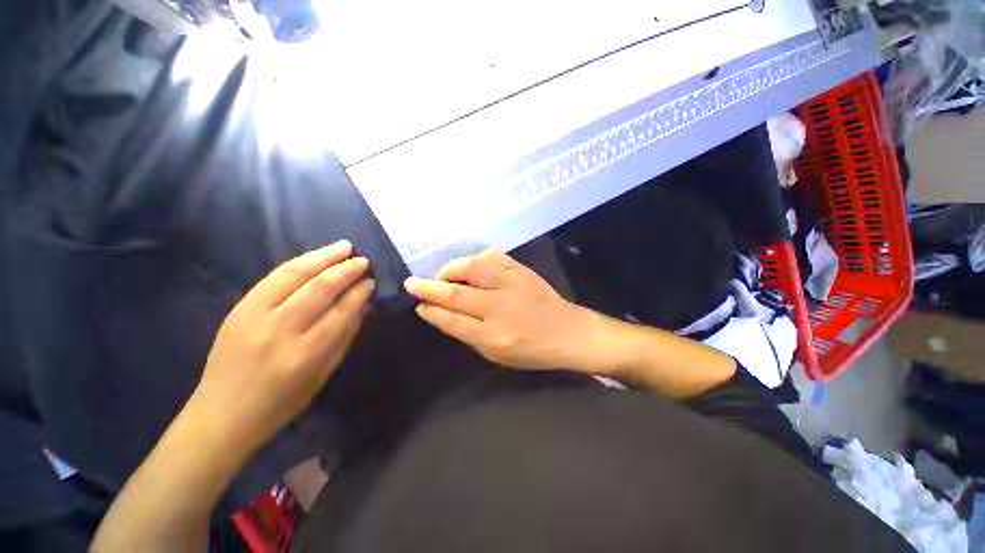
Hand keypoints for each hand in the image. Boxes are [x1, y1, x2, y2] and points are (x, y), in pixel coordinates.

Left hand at [189, 240, 373, 456]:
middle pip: (319, 288)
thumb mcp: (323, 375)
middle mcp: (280, 330)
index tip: (371, 281)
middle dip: (346, 270)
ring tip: (344, 247)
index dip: (359, 292)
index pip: (341, 311)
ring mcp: (254, 316)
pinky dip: (298, 262)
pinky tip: (315, 256)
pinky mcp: (238, 308)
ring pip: (294, 275)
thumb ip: (344, 337)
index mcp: (305, 353)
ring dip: (323, 257)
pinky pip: (272, 277)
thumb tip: (363, 305)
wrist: (222, 414)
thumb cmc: (281, 402)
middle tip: (363, 261)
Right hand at [404, 250, 589, 369]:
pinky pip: (491, 257)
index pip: (452, 320)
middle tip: (413, 283)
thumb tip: (441, 312)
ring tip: (444, 276)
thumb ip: (467, 333)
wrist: (567, 331)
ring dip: (451, 269)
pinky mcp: (521, 270)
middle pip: (457, 294)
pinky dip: (474, 260)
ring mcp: (513, 284)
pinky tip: (470, 267)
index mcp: (494, 336)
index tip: (418, 304)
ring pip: (472, 268)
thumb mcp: (495, 354)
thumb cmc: (530, 350)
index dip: (431, 311)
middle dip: (430, 287)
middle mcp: (501, 308)